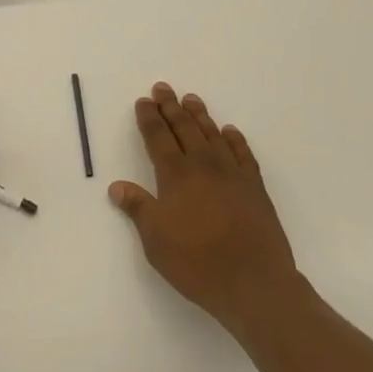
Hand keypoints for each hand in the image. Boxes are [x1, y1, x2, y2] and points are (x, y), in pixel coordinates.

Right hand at [109, 82, 304, 334]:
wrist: (255, 283)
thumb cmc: (197, 262)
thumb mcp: (156, 239)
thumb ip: (138, 208)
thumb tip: (117, 186)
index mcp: (176, 175)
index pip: (158, 137)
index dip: (149, 118)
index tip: (144, 101)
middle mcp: (203, 166)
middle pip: (184, 128)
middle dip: (171, 107)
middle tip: (163, 88)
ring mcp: (232, 174)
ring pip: (212, 135)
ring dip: (200, 115)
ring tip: (191, 99)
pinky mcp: (255, 188)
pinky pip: (243, 154)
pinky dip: (234, 139)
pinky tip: (229, 132)